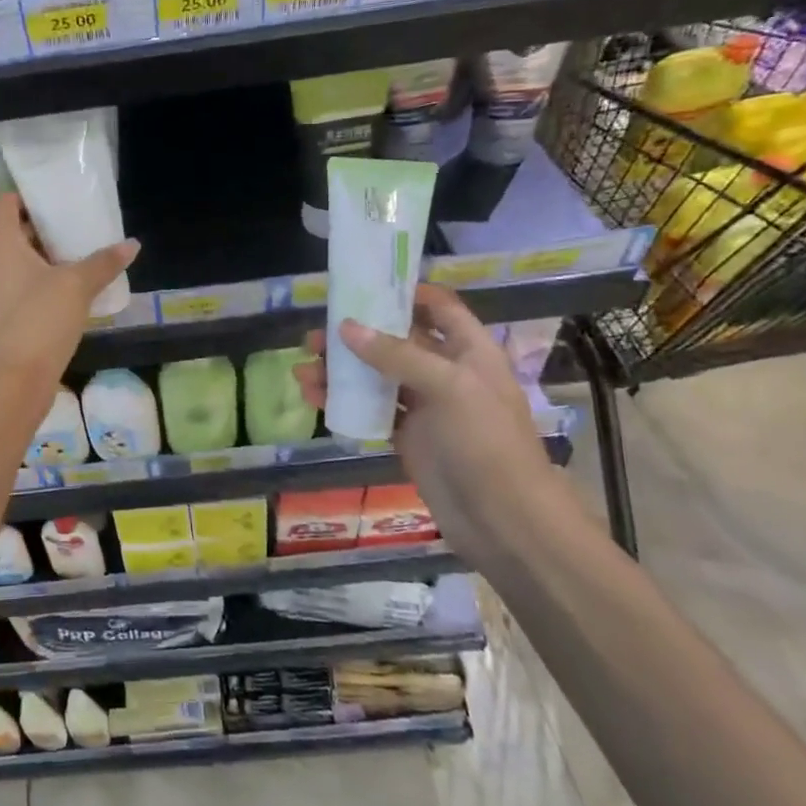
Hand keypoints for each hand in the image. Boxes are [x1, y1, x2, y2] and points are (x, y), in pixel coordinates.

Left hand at [0, 193, 138, 403]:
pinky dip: (44, 282)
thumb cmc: (40, 322)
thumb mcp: (77, 286)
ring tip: (82, 256)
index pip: (5, 204)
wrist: (15, 382)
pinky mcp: (6, 318)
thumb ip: (103, 262)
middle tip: (79, 225)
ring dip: (48, 257)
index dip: (27, 194)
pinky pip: (24, 287)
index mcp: (2, 247)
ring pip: (21, 263)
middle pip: (15, 232)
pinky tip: (73, 292)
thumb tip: (132, 244)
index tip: (57, 197)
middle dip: (46, 227)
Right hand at [293, 284, 557, 554]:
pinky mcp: (407, 435)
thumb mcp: (449, 387)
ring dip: (342, 371)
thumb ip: (397, 355)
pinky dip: (343, 402)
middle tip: (316, 337)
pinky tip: (316, 400)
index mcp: (469, 350)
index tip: (363, 286)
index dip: (406, 293)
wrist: (502, 518)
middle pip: (396, 340)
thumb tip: (346, 328)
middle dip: (357, 335)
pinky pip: (370, 409)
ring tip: (304, 373)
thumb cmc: (485, 442)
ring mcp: (425, 405)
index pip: (439, 307)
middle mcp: (446, 371)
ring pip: (377, 376)